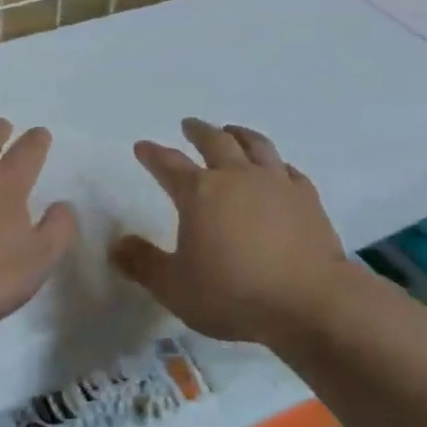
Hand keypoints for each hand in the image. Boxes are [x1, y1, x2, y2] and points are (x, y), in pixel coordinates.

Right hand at [111, 118, 345, 344]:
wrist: (310, 301)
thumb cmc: (234, 294)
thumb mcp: (175, 288)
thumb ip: (143, 264)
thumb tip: (117, 244)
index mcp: (199, 192)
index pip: (168, 164)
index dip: (153, 154)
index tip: (142, 146)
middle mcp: (236, 176)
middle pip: (214, 141)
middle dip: (198, 131)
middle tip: (190, 125)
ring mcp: (275, 183)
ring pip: (255, 145)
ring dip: (239, 134)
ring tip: (231, 131)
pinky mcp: (307, 197)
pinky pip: (289, 170)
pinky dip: (277, 165)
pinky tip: (278, 169)